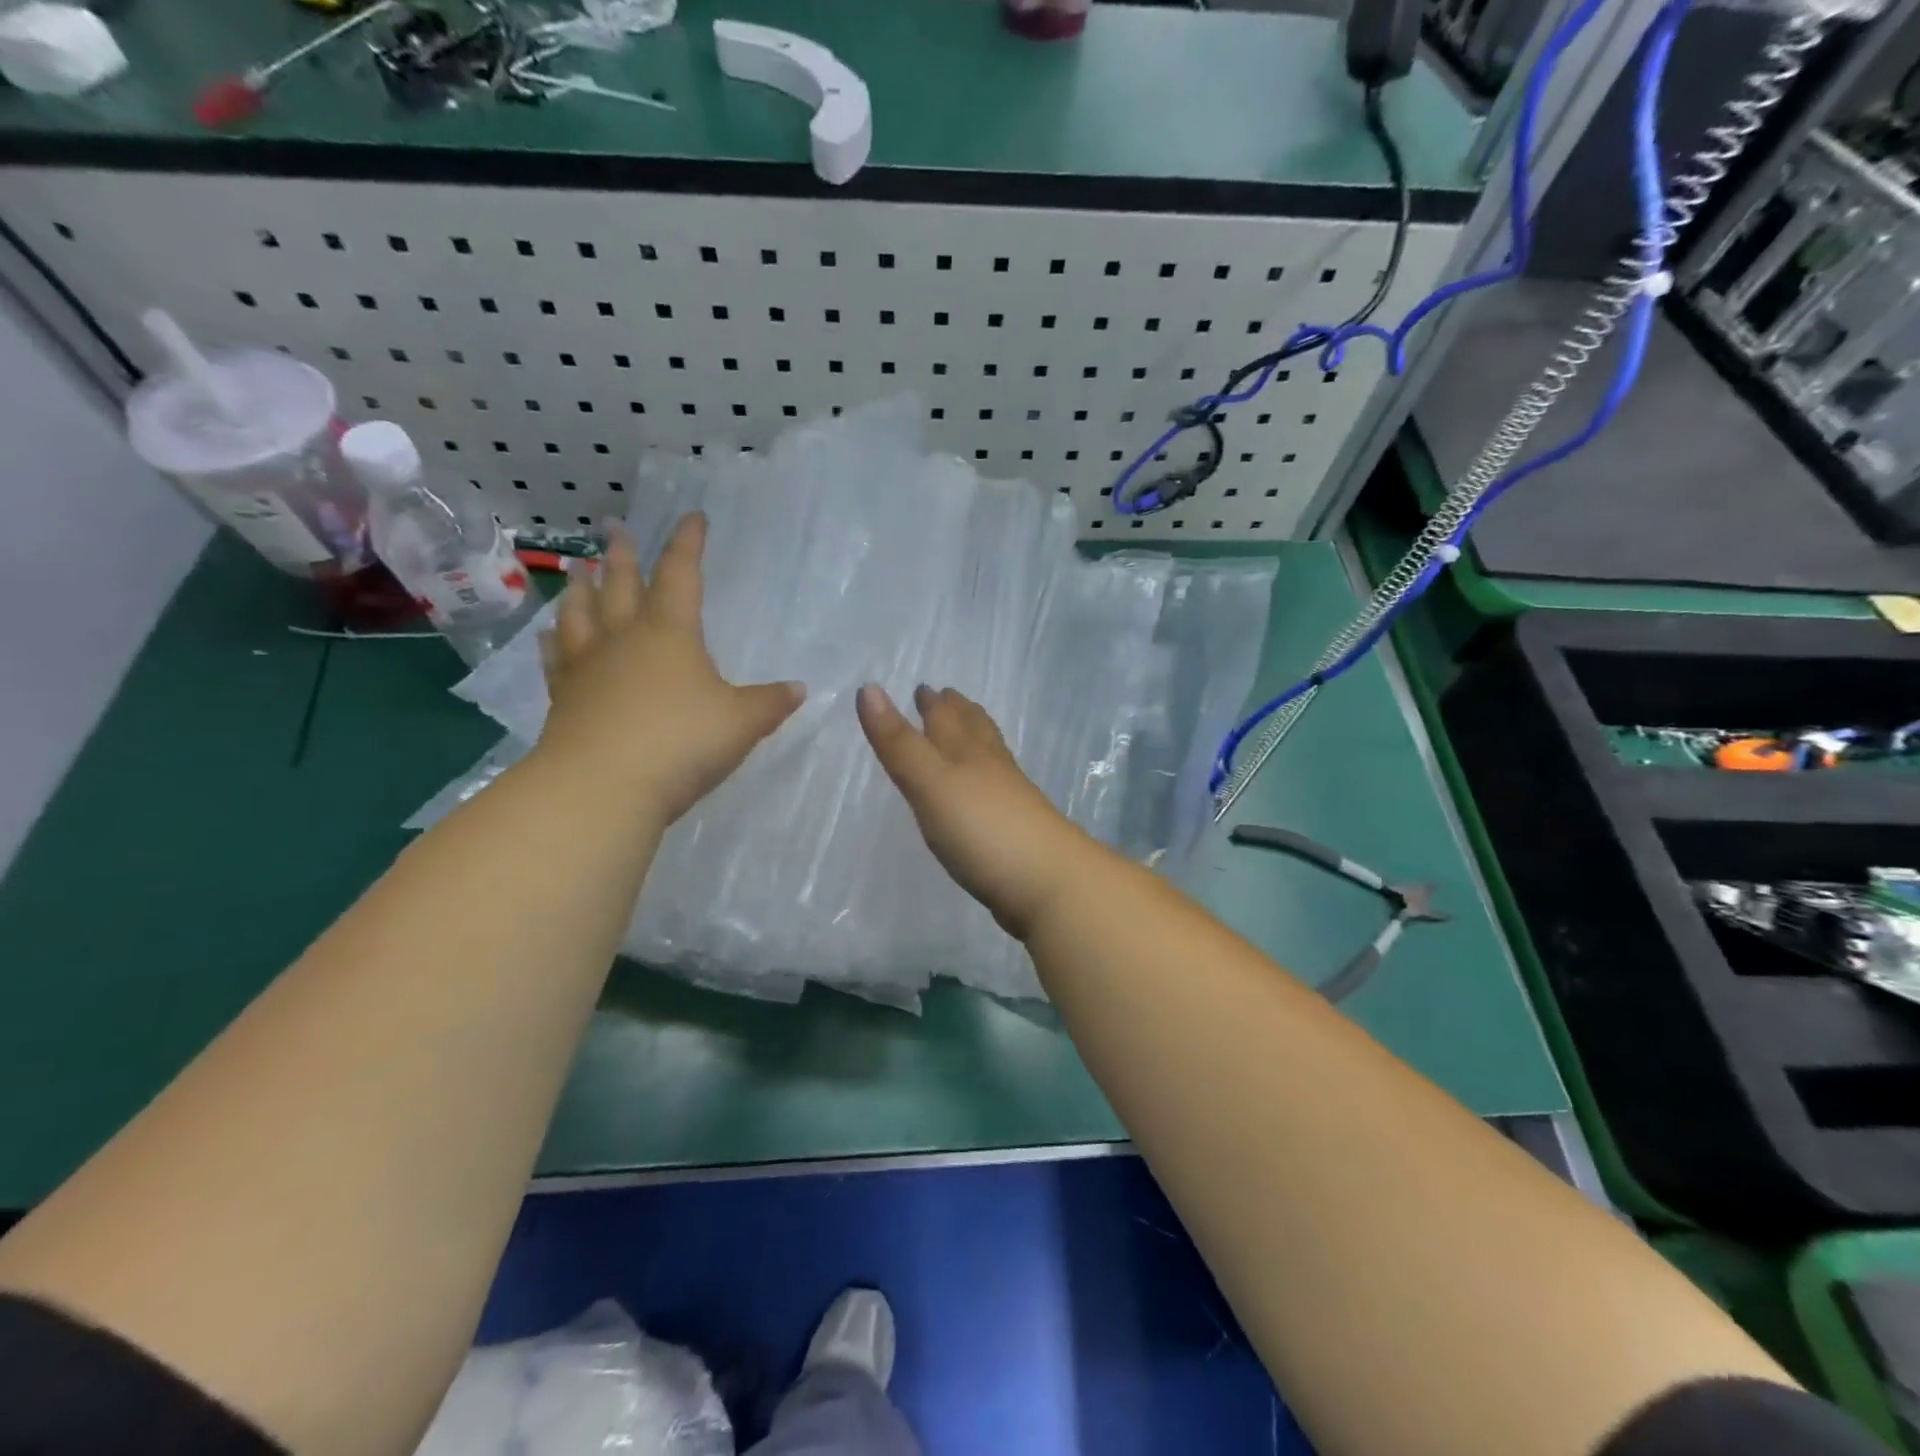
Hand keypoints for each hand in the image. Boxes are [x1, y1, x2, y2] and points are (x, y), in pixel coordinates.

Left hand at [534, 514, 802, 825]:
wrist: (602, 787)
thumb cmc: (681, 742)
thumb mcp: (742, 723)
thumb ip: (770, 703)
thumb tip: (798, 689)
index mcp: (670, 633)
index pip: (681, 574)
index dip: (688, 543)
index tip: (693, 517)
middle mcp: (624, 638)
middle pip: (621, 585)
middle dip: (623, 554)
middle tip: (613, 527)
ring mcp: (588, 667)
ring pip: (582, 614)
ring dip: (582, 588)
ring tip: (579, 568)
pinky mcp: (564, 698)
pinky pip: (558, 658)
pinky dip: (555, 640)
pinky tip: (551, 633)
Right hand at [857, 684, 1097, 940]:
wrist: (1049, 882)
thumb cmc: (983, 829)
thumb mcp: (931, 783)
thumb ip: (900, 743)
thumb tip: (868, 688)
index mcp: (968, 752)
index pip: (947, 718)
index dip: (934, 702)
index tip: (923, 687)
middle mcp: (991, 767)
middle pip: (974, 730)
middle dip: (956, 713)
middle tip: (945, 697)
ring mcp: (1010, 799)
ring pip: (989, 757)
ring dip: (975, 739)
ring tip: (969, 730)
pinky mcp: (1017, 830)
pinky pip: (998, 790)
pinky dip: (988, 777)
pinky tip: (989, 789)